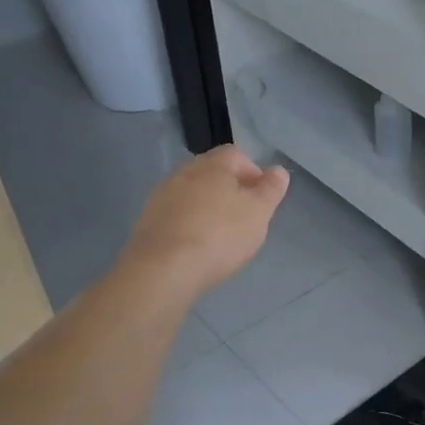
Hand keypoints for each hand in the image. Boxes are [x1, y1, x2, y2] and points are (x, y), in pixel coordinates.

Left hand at [124, 145, 289, 300]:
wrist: (163, 270)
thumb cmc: (220, 235)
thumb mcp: (259, 212)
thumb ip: (271, 189)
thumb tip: (278, 170)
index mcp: (212, 165)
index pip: (236, 154)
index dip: (253, 172)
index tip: (262, 198)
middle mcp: (183, 172)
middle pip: (212, 173)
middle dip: (230, 189)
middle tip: (244, 216)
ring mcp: (161, 196)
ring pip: (192, 194)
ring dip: (207, 207)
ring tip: (220, 235)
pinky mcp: (147, 221)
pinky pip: (176, 215)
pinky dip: (189, 224)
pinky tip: (196, 246)